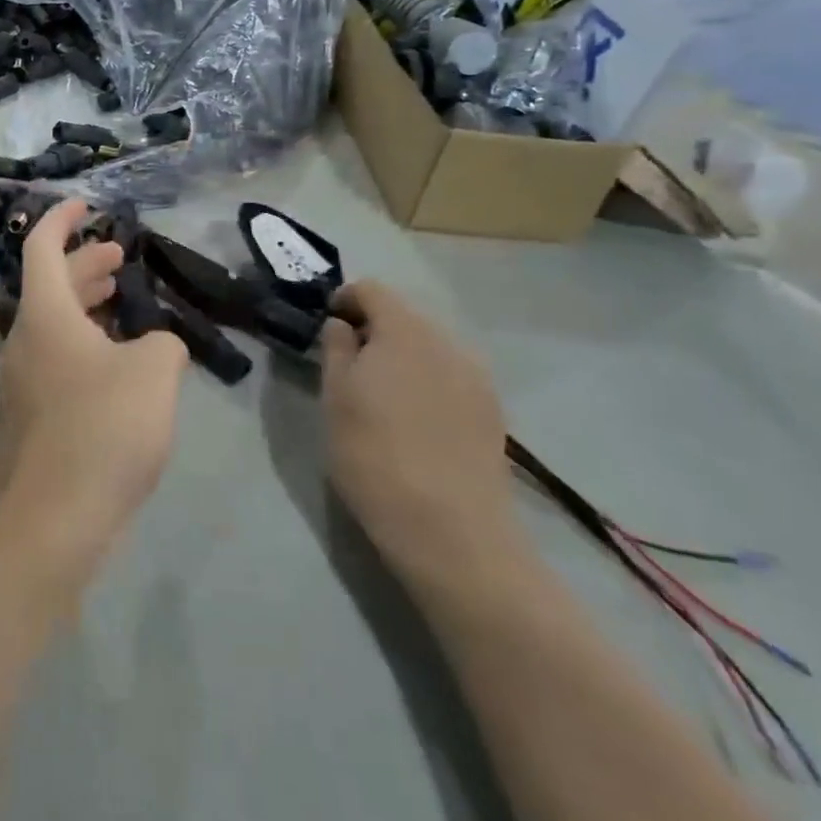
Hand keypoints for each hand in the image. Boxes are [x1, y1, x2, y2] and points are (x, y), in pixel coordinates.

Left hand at [0, 200, 189, 589]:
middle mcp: (25, 341)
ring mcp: (24, 383)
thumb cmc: (101, 430)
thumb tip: (155, 347)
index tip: (86, 205)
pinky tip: (121, 366)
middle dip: (84, 265)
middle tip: (119, 259)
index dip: (62, 219)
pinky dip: (87, 345)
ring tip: (123, 303)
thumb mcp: (153, 373)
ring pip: (55, 326)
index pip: (42, 247)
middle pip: (50, 286)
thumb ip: (163, 343)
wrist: (50, 525)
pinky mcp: (34, 420)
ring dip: (87, 307)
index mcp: (44, 315)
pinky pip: (59, 361)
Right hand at [319, 282, 514, 573]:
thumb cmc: (374, 454)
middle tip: (350, 366)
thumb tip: (342, 325)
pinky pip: (451, 379)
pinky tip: (417, 423)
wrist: (452, 530)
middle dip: (374, 332)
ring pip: (430, 350)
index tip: (327, 328)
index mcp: (404, 330)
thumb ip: (336, 349)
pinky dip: (428, 384)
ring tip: (383, 398)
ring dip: (403, 359)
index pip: (371, 290)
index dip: (345, 300)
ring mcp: (477, 378)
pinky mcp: (493, 413)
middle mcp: (446, 341)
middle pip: (404, 317)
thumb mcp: (335, 398)